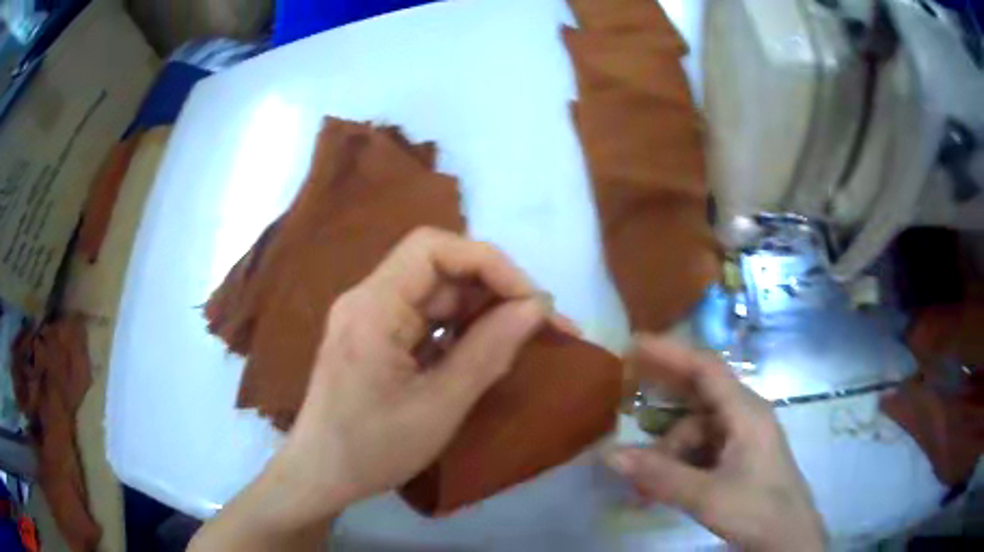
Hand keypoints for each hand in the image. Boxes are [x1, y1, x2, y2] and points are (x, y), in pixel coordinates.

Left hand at [267, 228, 562, 524]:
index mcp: (373, 307)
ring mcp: (370, 317)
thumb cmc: (373, 449)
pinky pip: (425, 318)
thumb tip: (536, 308)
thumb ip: (488, 352)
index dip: (489, 263)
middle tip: (539, 324)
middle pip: (438, 269)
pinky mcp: (376, 337)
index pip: (433, 249)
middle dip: (492, 290)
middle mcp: (368, 299)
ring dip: (480, 311)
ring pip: (435, 293)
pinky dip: (459, 331)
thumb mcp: (439, 406)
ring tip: (520, 340)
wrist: (321, 475)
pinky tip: (483, 353)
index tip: (531, 301)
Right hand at [607, 336, 825, 551]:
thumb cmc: (757, 509)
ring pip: (694, 429)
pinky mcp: (737, 456)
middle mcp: (743, 415)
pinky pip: (700, 449)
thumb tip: (609, 455)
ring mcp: (741, 436)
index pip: (705, 368)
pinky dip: (677, 464)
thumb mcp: (707, 496)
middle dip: (661, 395)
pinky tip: (658, 488)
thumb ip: (660, 475)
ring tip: (640, 483)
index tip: (634, 344)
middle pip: (698, 394)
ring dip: (665, 451)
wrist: (788, 537)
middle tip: (623, 393)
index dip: (670, 352)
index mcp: (745, 412)